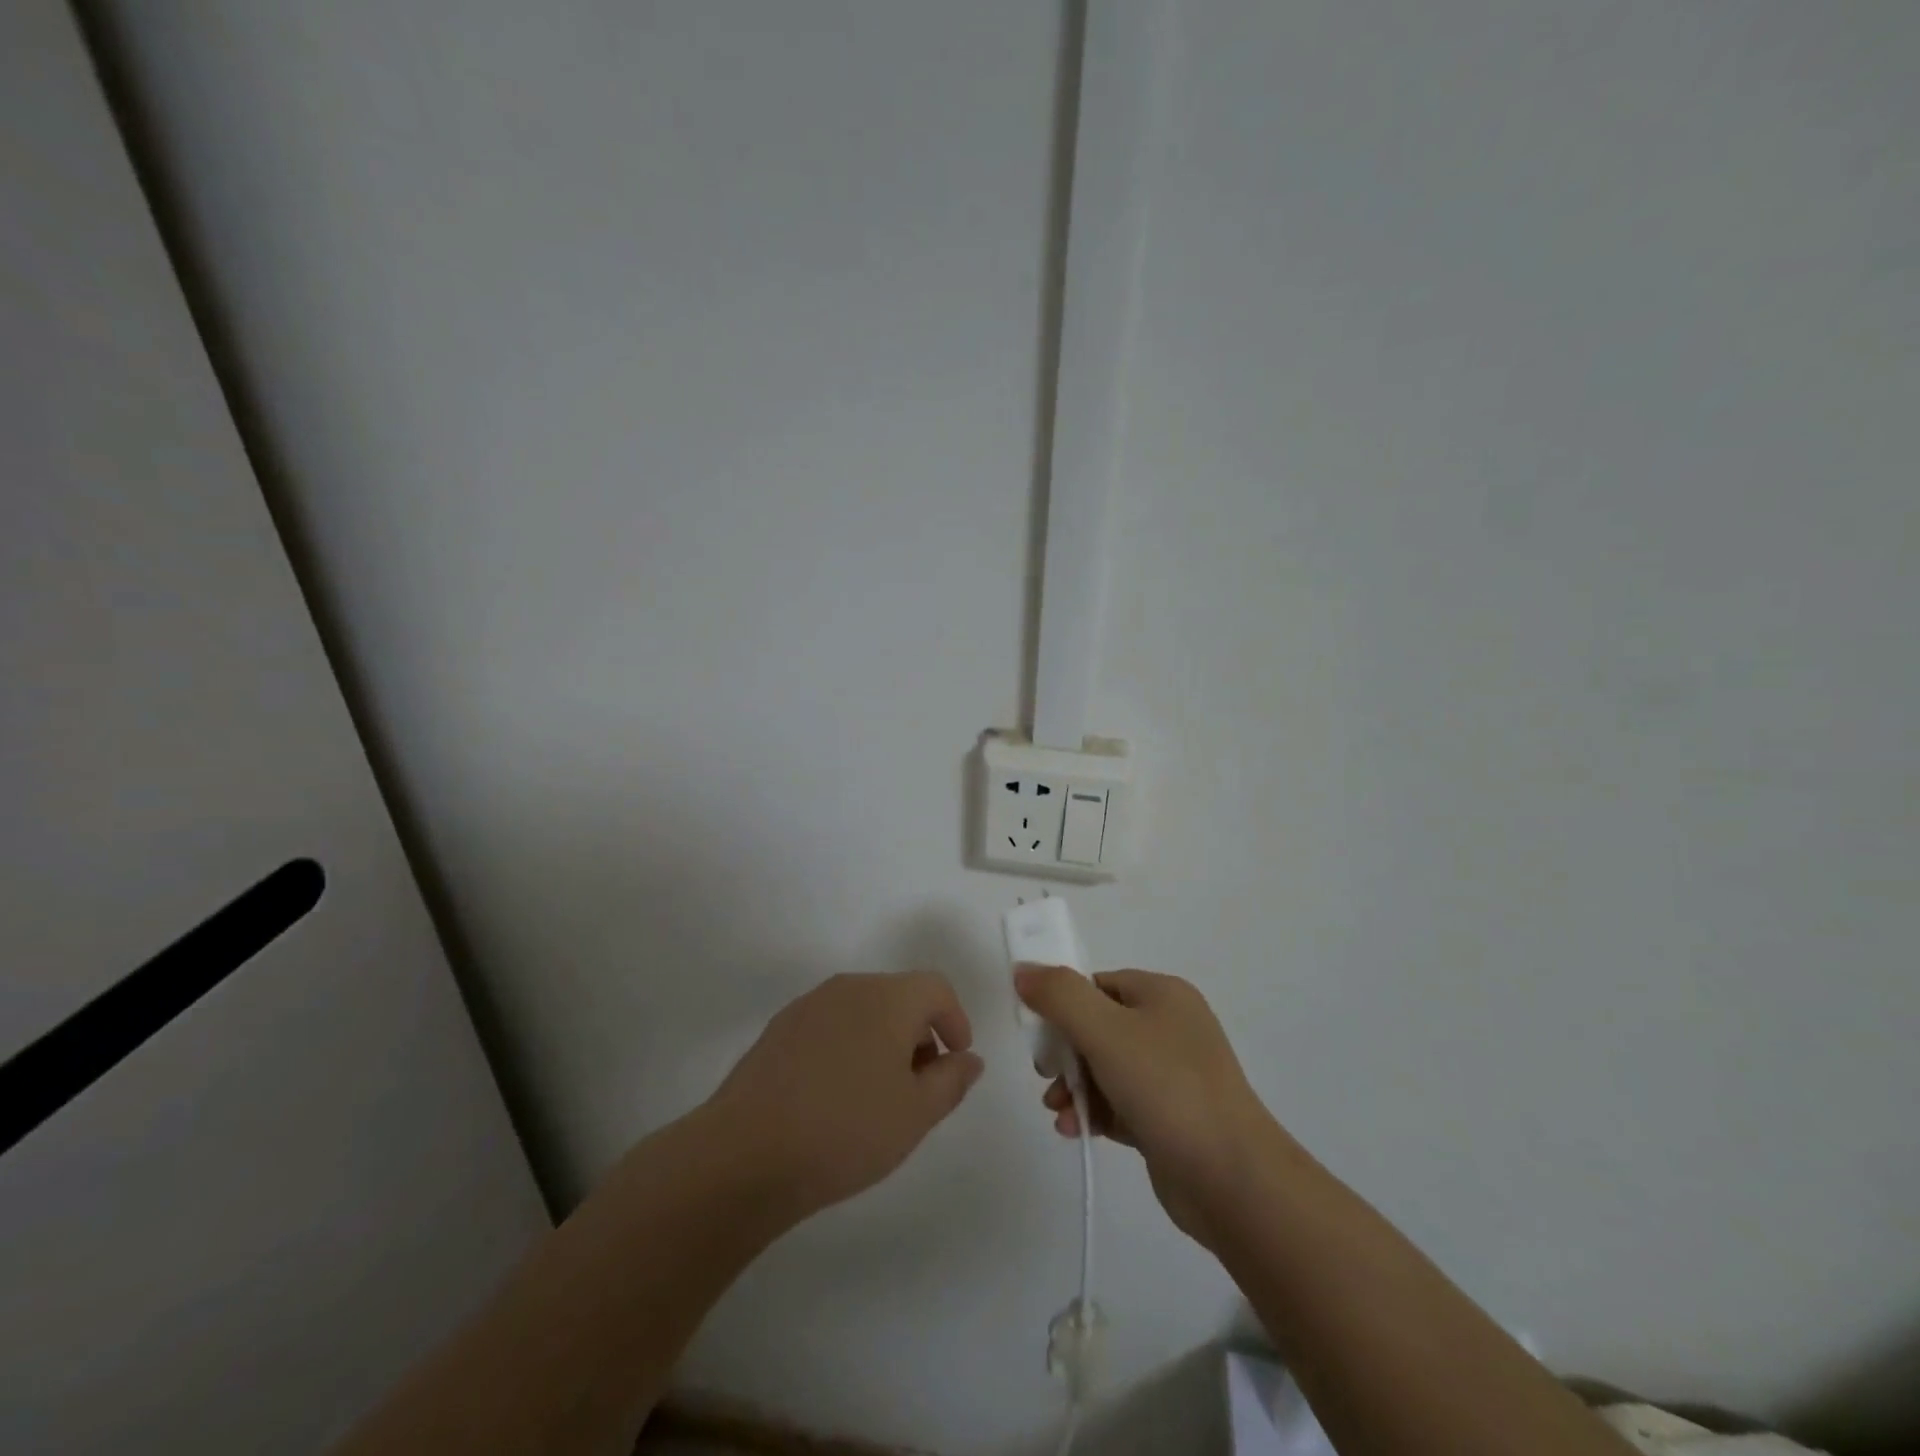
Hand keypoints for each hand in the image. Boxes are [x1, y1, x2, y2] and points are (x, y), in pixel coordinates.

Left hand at [707, 971, 983, 1221]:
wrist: (745, 1153)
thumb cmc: (845, 1130)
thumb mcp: (916, 1114)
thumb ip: (951, 1081)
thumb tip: (968, 1059)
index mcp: (887, 998)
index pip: (936, 988)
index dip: (955, 1020)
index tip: (956, 1061)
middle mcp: (848, 988)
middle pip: (899, 996)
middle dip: (919, 1033)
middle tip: (919, 1086)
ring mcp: (809, 1005)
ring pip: (863, 1010)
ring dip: (883, 1041)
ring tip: (878, 1096)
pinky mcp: (779, 1029)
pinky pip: (830, 1026)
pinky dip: (848, 1047)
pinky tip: (835, 1096)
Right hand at [1015, 966, 1285, 1245]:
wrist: (1233, 1180)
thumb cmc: (1167, 1088)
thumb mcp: (1105, 1031)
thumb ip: (1059, 996)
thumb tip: (1023, 970)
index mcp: (1162, 994)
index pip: (1096, 985)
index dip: (1062, 1006)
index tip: (1039, 1037)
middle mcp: (1170, 1026)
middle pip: (1097, 1026)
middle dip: (1065, 1052)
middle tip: (1046, 1074)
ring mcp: (1173, 1074)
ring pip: (1105, 1068)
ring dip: (1074, 1086)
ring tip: (1057, 1110)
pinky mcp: (1169, 1118)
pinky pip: (1119, 1103)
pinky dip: (1094, 1112)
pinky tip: (1074, 1130)